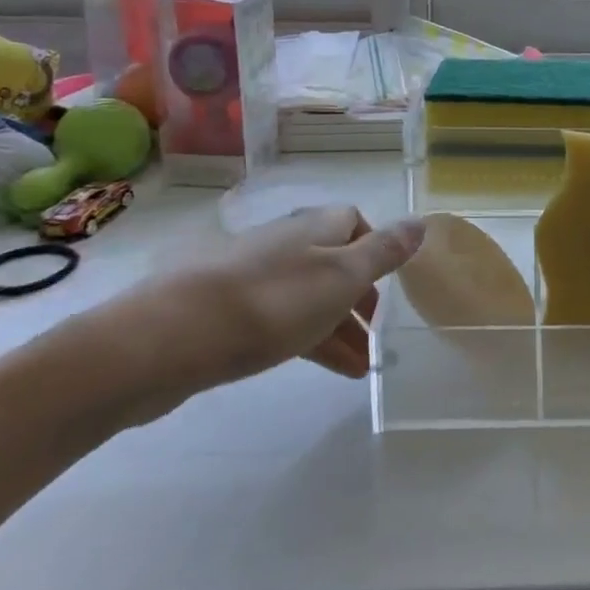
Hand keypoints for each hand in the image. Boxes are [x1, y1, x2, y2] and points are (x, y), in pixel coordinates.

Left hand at [93, 205, 424, 414]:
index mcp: (315, 227)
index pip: (356, 223)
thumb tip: (422, 220)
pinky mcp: (227, 313)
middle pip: (334, 263)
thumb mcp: (343, 276)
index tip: (390, 288)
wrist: (167, 339)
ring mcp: (253, 278)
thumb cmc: (272, 302)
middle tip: (380, 336)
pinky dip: (308, 341)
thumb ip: (385, 251)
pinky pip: (281, 322)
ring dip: (339, 328)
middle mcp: (286, 243)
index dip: (377, 252)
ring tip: (362, 369)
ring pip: (309, 297)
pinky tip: (324, 369)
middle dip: (360, 298)